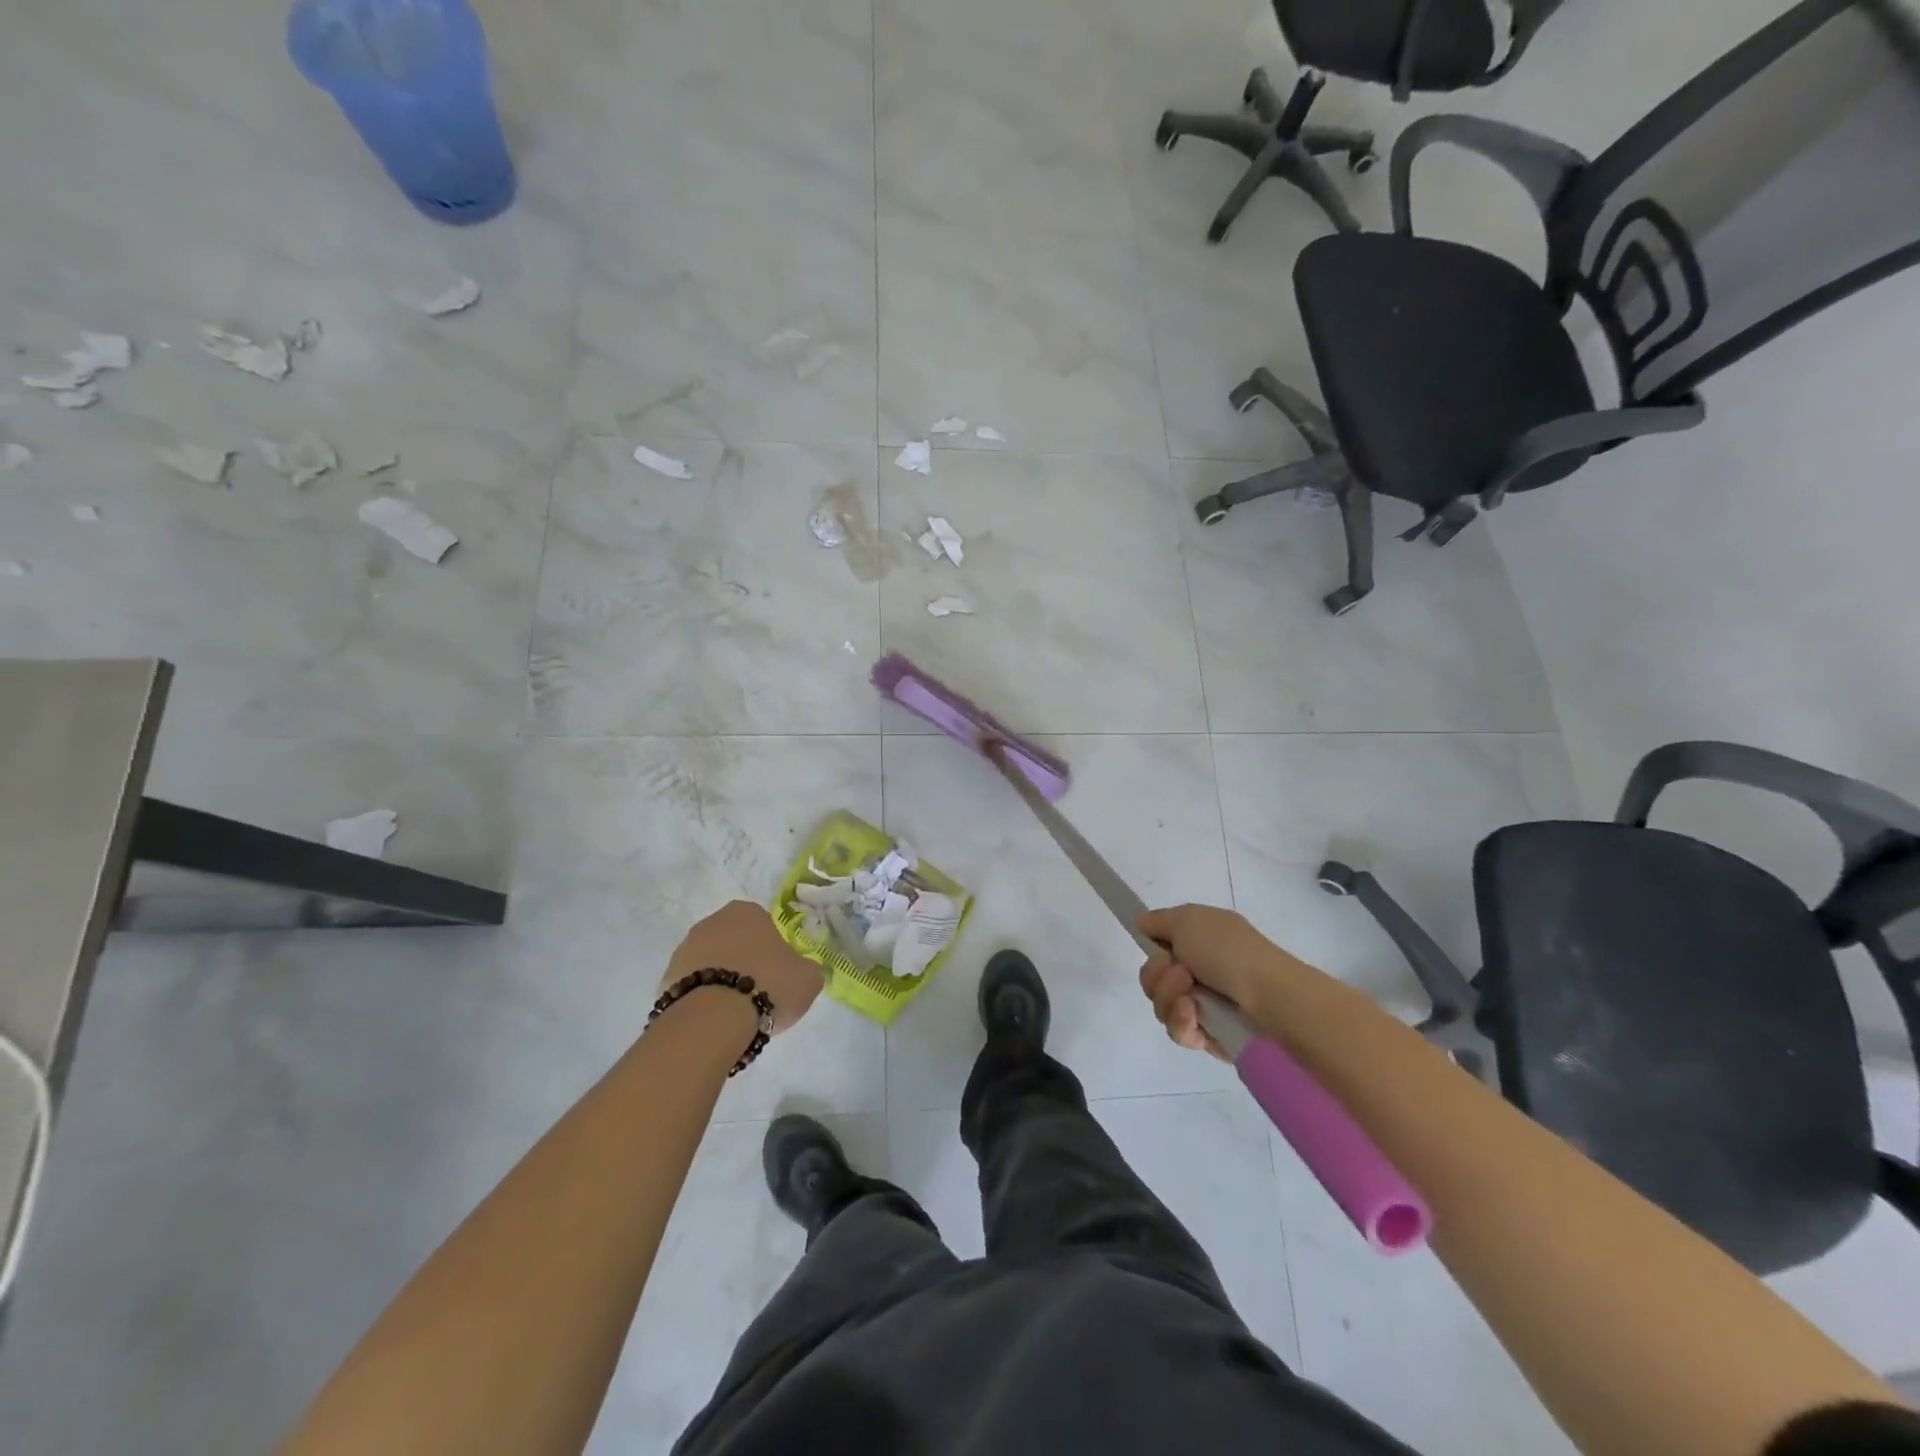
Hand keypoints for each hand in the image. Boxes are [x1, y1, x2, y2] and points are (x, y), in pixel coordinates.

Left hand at [664, 901, 822, 1034]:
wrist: (713, 1020)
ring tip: (735, 1012)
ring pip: (710, 963)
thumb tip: (800, 970)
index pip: (763, 924)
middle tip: (759, 991)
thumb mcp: (808, 978)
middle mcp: (711, 922)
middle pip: (734, 941)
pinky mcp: (665, 979)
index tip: (778, 973)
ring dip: (721, 979)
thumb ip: (806, 968)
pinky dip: (702, 999)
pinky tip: (714, 1021)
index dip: (772, 949)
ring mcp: (684, 950)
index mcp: (746, 912)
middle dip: (743, 961)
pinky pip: (692, 986)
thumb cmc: (768, 986)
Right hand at [1135, 904, 1308, 1060]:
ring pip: (1161, 1006)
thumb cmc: (1229, 951)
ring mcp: (1204, 1005)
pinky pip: (1178, 1031)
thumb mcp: (1188, 919)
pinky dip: (1182, 1022)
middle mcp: (1201, 971)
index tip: (1155, 949)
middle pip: (1153, 978)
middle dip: (1159, 975)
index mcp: (1200, 940)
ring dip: (1169, 999)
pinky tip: (1195, 1017)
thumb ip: (1159, 920)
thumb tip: (1142, 924)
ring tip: (1191, 1000)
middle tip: (1182, 974)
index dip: (1153, 949)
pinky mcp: (1209, 1036)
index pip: (1159, 947)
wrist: (1269, 997)